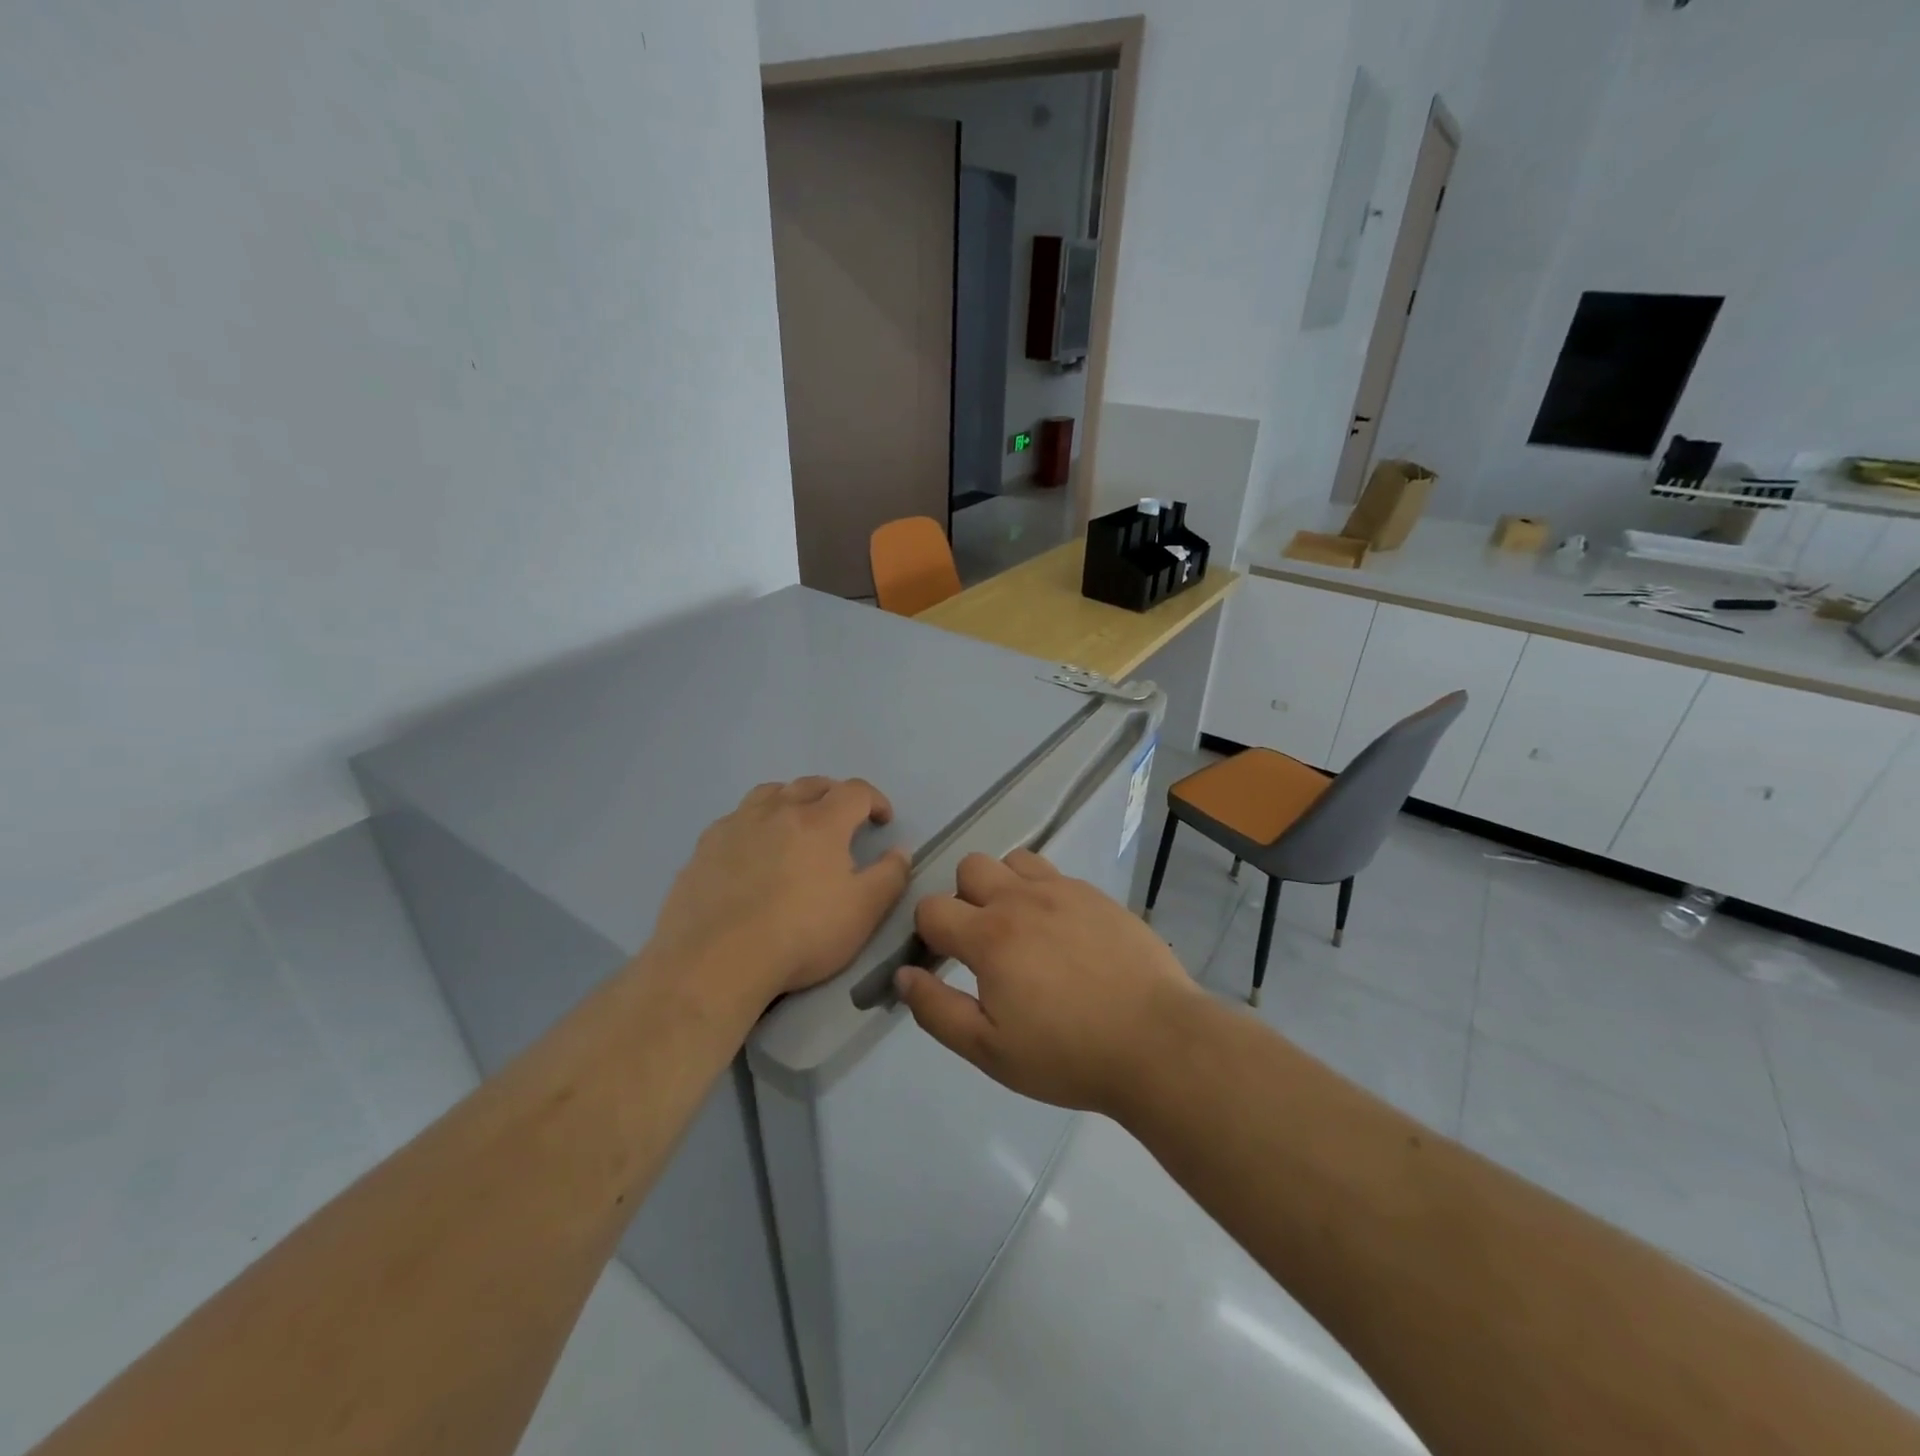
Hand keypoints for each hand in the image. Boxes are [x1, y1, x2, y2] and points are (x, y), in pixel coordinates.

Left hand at [651, 777, 911, 1004]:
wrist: (716, 961)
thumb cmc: (801, 935)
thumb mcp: (863, 912)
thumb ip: (890, 876)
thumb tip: (899, 851)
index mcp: (820, 822)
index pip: (855, 791)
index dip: (875, 800)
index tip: (882, 820)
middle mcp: (778, 811)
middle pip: (811, 784)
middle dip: (834, 795)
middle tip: (844, 818)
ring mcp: (736, 825)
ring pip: (770, 793)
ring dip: (791, 799)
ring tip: (796, 823)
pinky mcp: (704, 847)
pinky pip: (735, 819)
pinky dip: (754, 823)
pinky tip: (752, 850)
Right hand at [893, 850, 1202, 1116]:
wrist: (1157, 1042)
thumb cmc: (1067, 1054)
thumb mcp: (990, 1050)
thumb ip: (937, 1010)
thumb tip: (903, 975)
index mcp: (989, 936)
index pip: (932, 908)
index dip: (928, 934)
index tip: (944, 962)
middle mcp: (1022, 899)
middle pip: (970, 867)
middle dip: (964, 899)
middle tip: (984, 944)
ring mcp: (1064, 891)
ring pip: (1013, 860)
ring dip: (1004, 885)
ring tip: (1022, 928)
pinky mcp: (1097, 895)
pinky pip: (1055, 874)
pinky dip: (1044, 892)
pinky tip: (1063, 933)